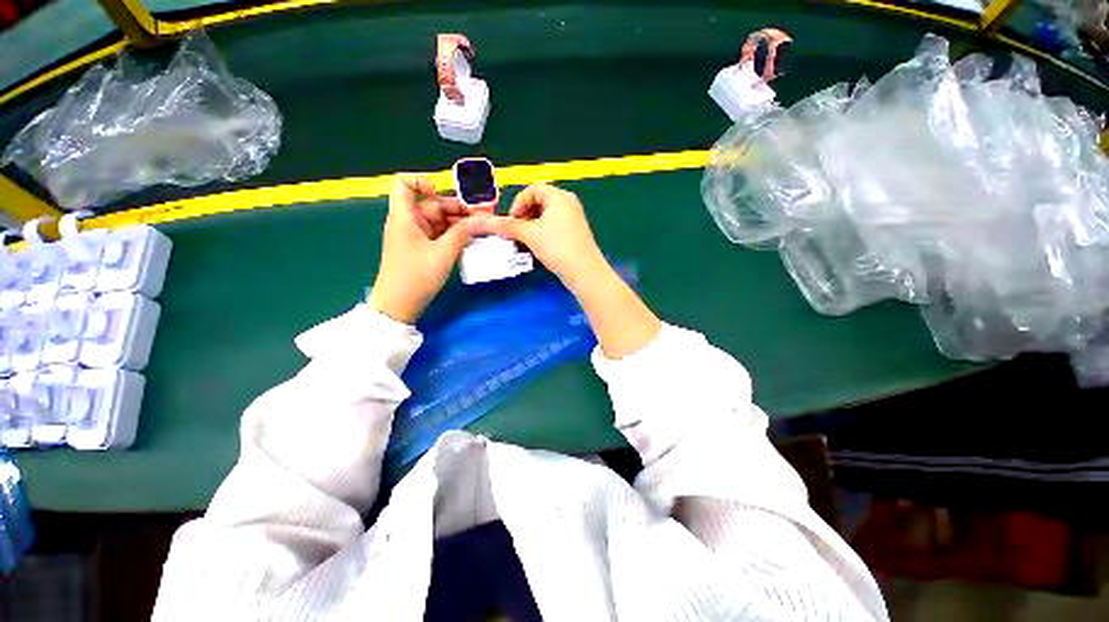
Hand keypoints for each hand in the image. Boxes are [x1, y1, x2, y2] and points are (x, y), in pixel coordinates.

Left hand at [369, 174, 471, 323]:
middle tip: (483, 215)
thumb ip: (462, 233)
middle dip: (458, 208)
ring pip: (440, 221)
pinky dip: (455, 234)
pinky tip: (471, 238)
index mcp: (405, 216)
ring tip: (482, 227)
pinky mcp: (424, 249)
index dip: (423, 182)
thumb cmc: (416, 276)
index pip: (405, 184)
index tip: (444, 195)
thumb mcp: (443, 254)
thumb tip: (480, 219)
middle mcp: (410, 222)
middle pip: (433, 204)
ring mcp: (417, 236)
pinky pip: (441, 234)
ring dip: (460, 223)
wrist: (399, 305)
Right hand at [466, 183, 607, 292]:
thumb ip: (509, 226)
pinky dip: (541, 231)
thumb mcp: (530, 235)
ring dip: (531, 224)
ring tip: (524, 239)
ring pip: (545, 215)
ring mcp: (573, 219)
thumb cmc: (558, 247)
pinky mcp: (574, 233)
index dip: (518, 203)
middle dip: (524, 214)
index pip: (532, 190)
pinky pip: (553, 226)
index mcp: (560, 197)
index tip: (511, 222)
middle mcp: (568, 203)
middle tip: (516, 230)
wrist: (584, 272)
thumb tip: (488, 222)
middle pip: (539, 201)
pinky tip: (536, 245)